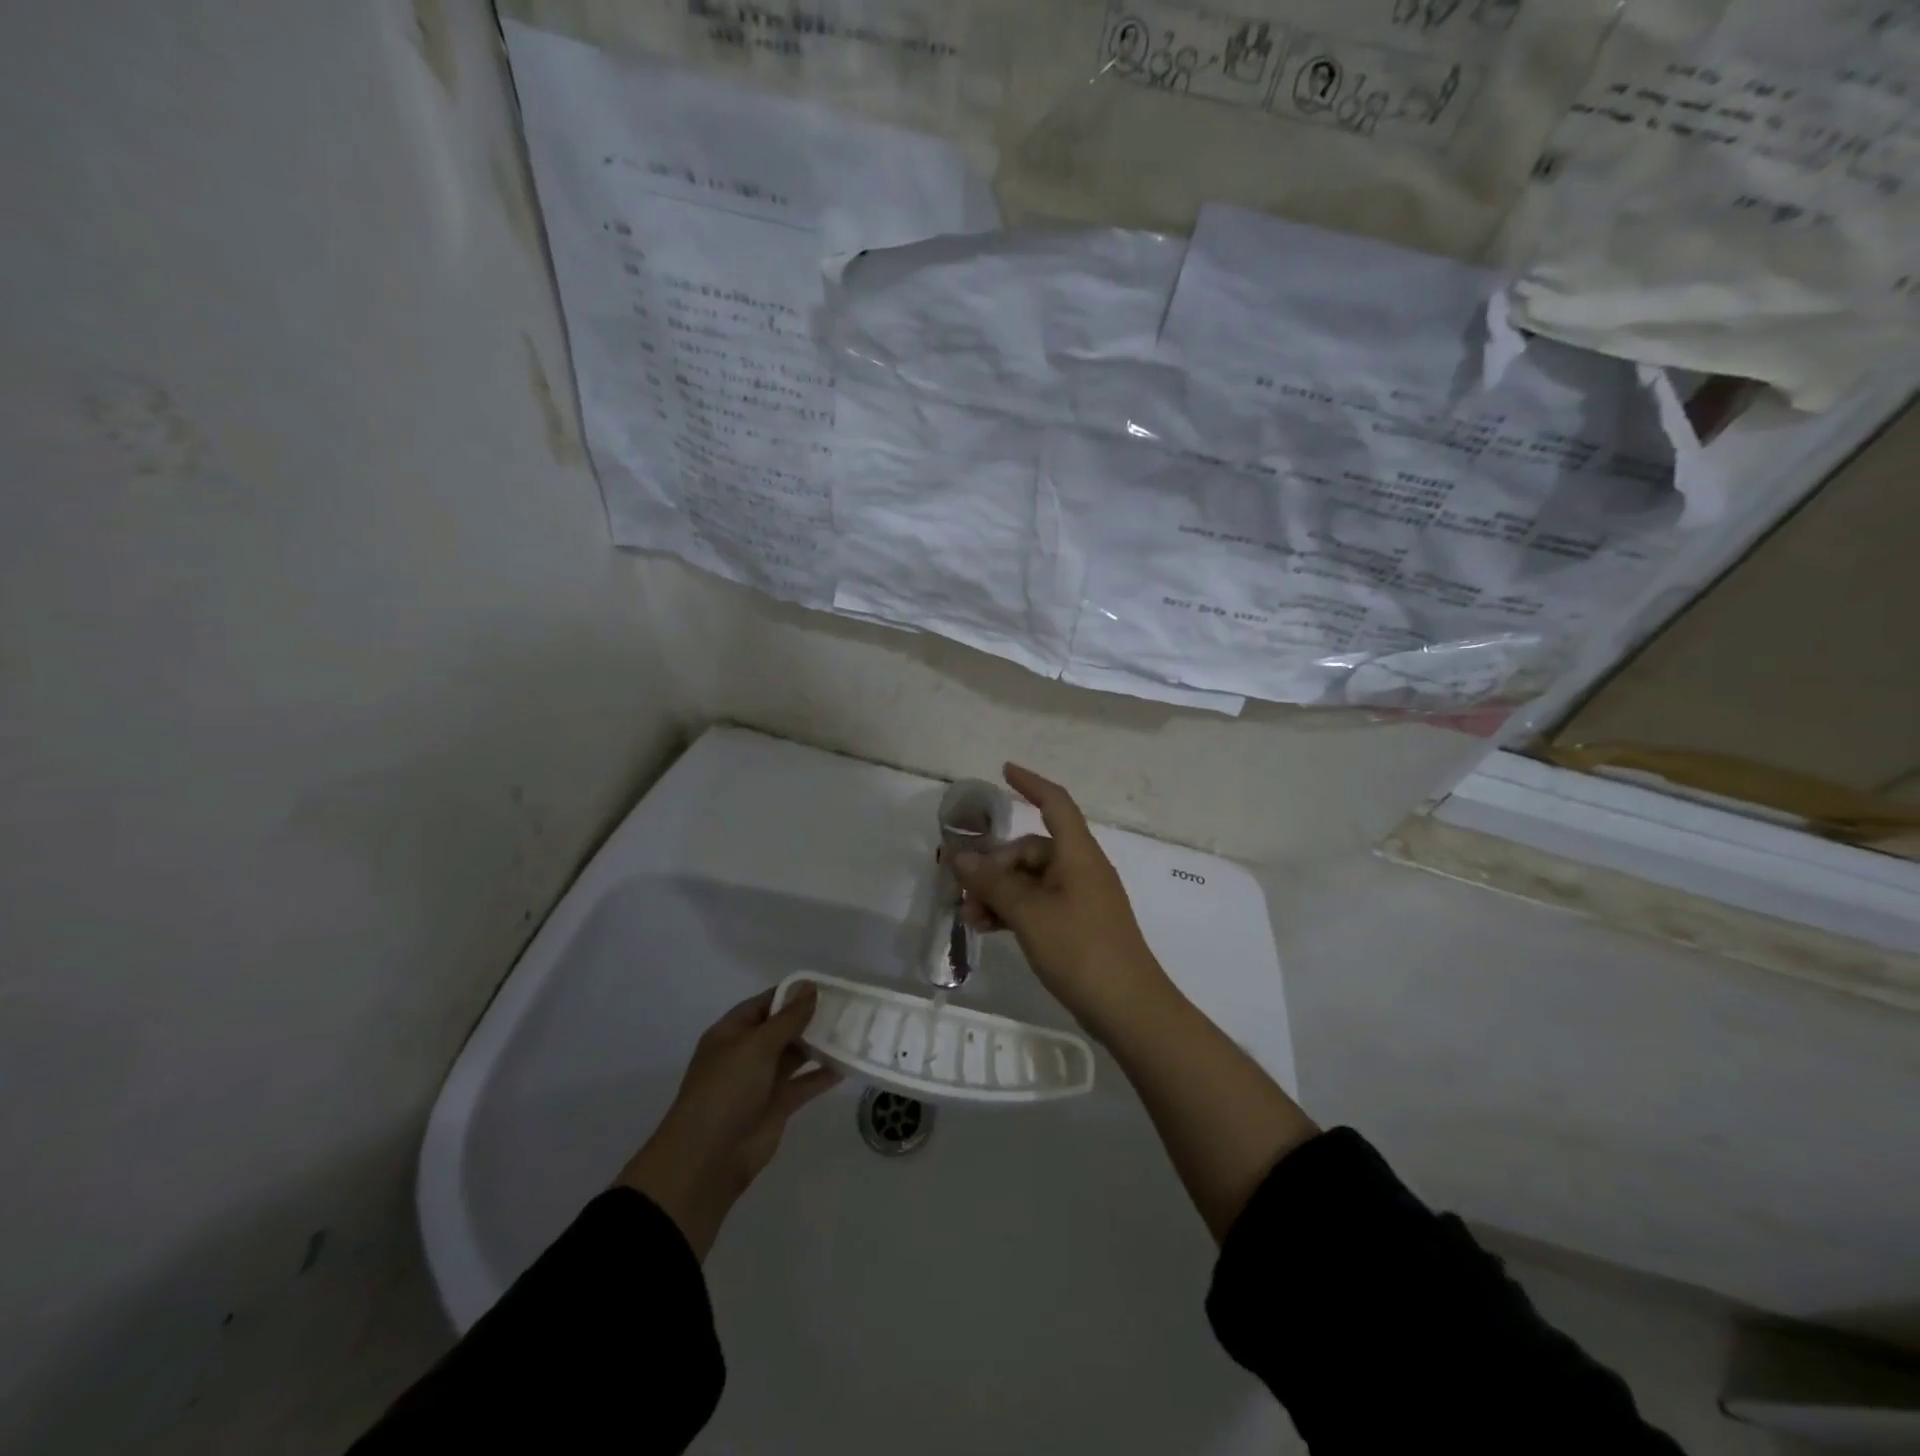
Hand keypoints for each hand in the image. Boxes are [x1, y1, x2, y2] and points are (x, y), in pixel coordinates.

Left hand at [617, 985, 839, 1259]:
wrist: (708, 1159)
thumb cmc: (726, 1089)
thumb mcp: (757, 1046)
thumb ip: (788, 1018)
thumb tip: (811, 986)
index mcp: (732, 1032)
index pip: (766, 1003)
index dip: (793, 993)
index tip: (827, 985)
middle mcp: (747, 1053)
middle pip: (783, 1028)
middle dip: (811, 1018)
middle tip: (848, 1006)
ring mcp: (762, 1080)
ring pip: (796, 1055)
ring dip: (820, 1044)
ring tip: (853, 1030)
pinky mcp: (777, 1106)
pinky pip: (804, 1084)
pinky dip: (823, 1075)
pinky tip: (847, 1064)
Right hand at [947, 765, 1174, 1042]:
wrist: (1129, 1008)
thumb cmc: (1081, 949)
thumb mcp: (1029, 913)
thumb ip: (994, 883)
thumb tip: (961, 857)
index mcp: (1078, 854)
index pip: (1055, 803)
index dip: (1031, 783)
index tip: (1004, 771)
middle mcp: (1081, 869)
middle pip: (1033, 849)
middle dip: (996, 864)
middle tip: (963, 889)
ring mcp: (1081, 899)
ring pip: (1032, 880)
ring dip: (1000, 892)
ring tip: (969, 916)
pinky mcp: (1079, 926)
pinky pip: (1040, 904)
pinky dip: (1014, 910)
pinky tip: (988, 928)